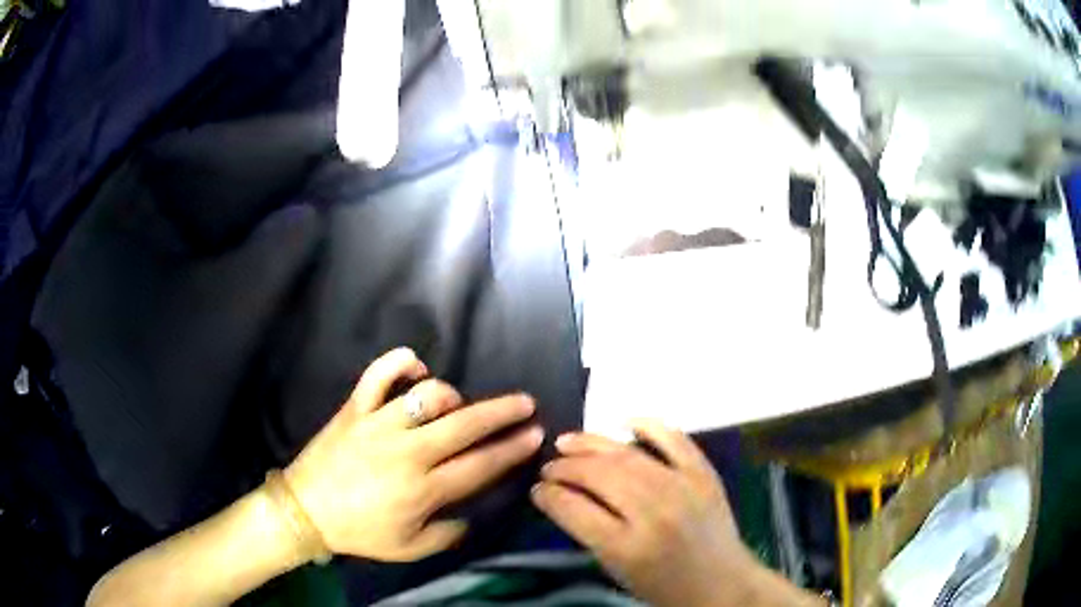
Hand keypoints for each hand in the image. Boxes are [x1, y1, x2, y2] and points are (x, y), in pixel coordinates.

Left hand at [285, 347, 543, 561]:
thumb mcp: (409, 548)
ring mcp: (379, 425)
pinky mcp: (355, 408)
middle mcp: (407, 452)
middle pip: (465, 425)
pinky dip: (399, 363)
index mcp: (423, 489)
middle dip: (502, 413)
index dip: (512, 449)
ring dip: (451, 396)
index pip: (480, 465)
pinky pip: (378, 374)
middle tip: (525, 403)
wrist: (306, 510)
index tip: (534, 434)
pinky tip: (416, 366)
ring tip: (459, 404)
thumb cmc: (360, 532)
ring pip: (428, 397)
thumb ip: (447, 533)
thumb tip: (469, 514)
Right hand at [531, 421, 759, 606]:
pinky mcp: (704, 474)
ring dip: (592, 444)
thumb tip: (560, 497)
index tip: (538, 489)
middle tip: (549, 466)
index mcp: (628, 547)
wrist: (721, 582)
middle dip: (565, 468)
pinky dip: (648, 425)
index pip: (575, 509)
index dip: (550, 495)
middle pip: (599, 476)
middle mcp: (654, 512)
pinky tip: (624, 422)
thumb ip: (587, 532)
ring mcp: (683, 487)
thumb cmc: (663, 586)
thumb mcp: (617, 570)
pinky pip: (674, 439)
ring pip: (627, 454)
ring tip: (567, 442)